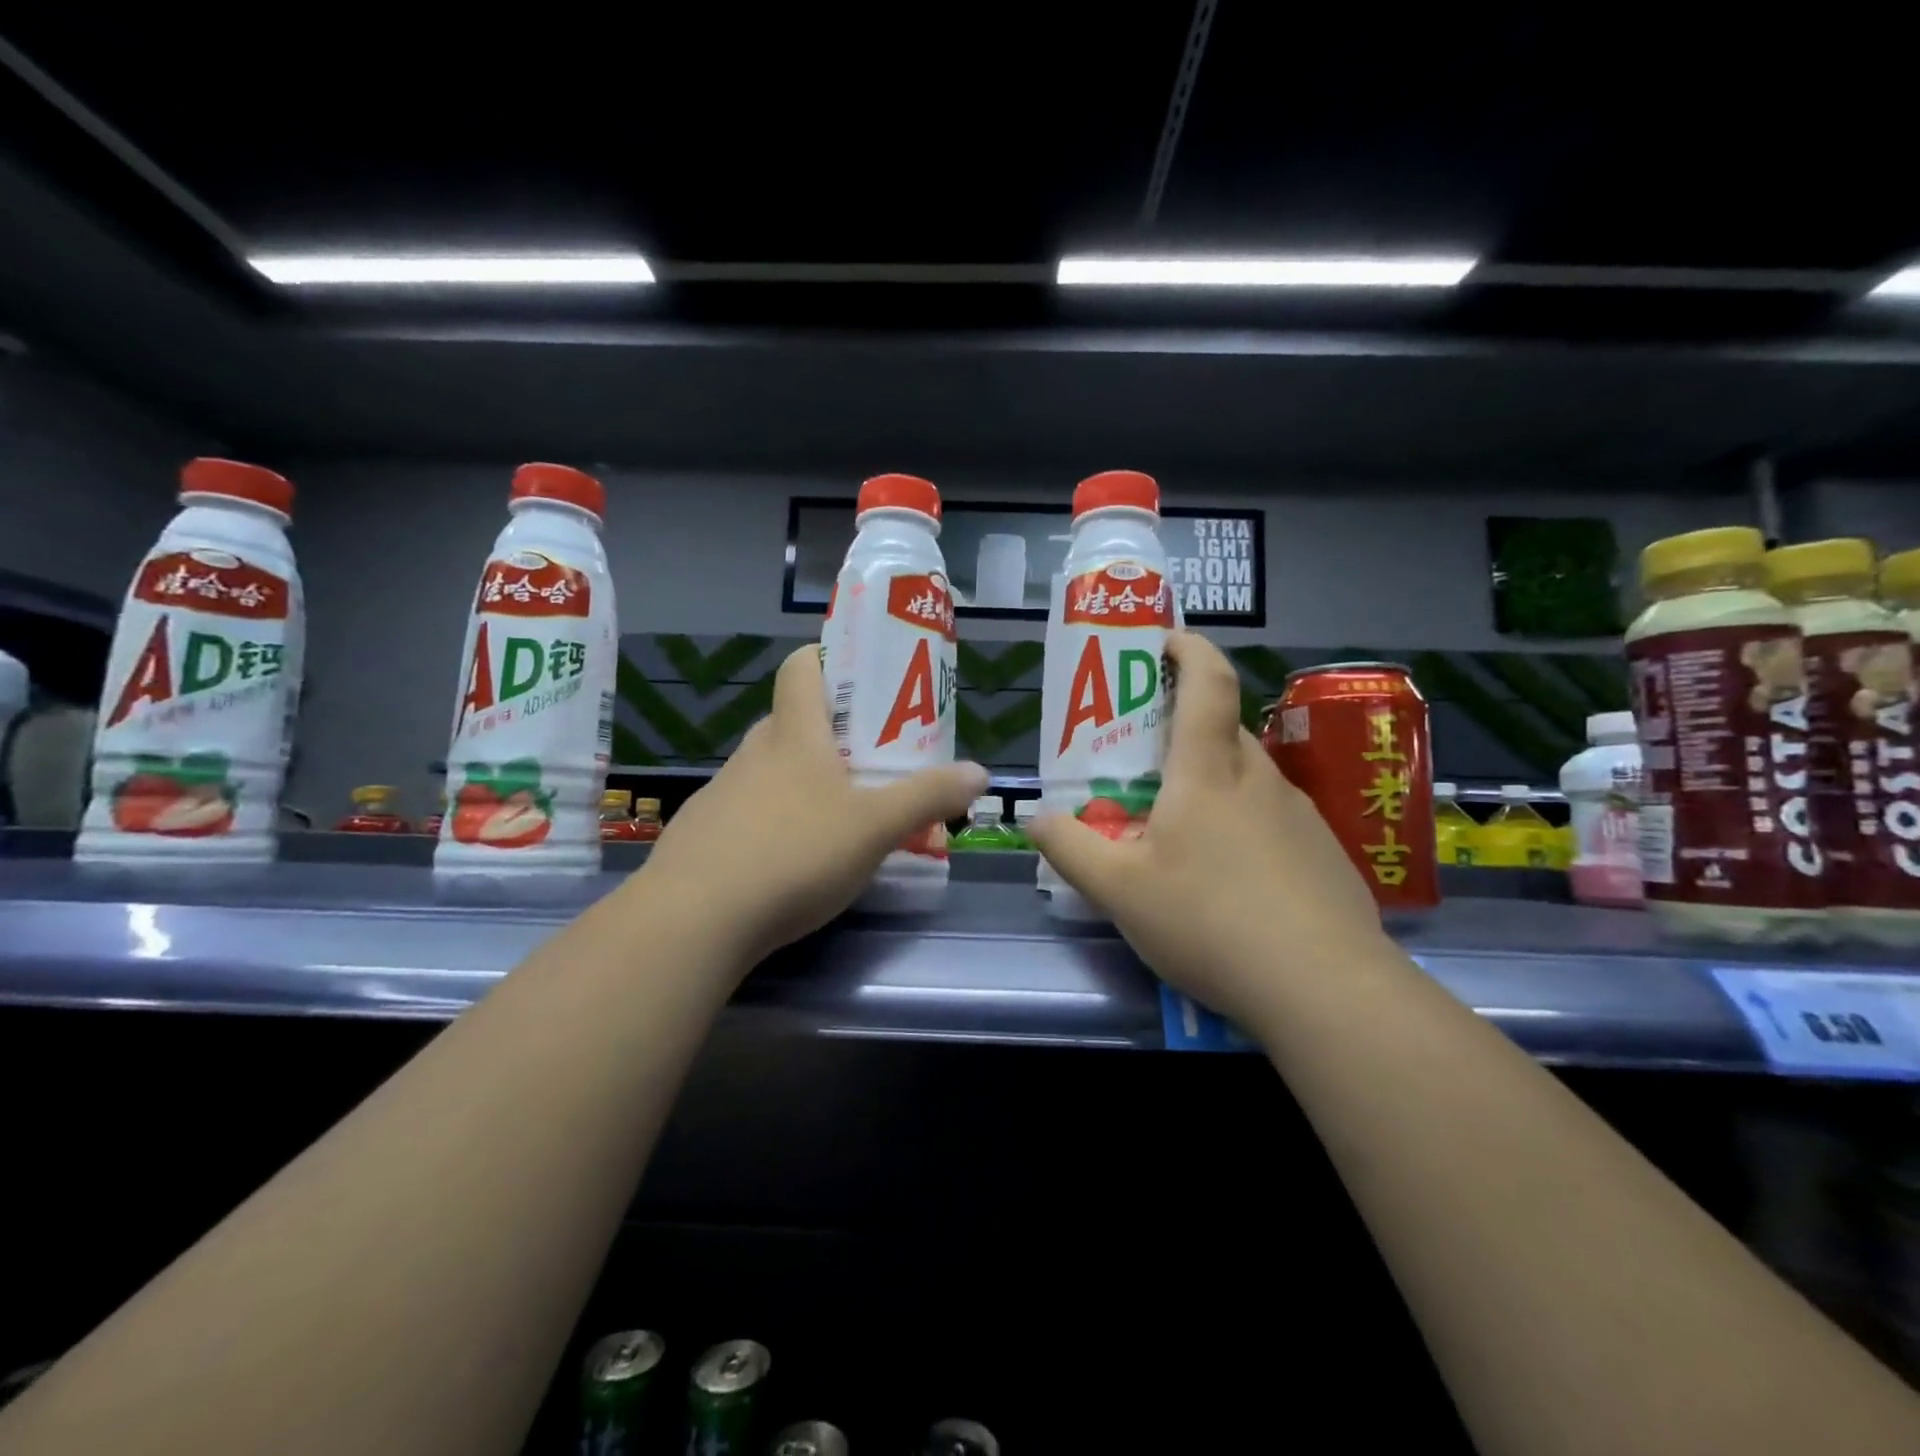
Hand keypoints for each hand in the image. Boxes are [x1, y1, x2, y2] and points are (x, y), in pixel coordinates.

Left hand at [636, 644, 987, 970]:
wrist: (694, 920)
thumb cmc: (794, 854)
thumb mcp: (875, 828)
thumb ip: (928, 798)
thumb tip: (980, 772)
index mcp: (794, 736)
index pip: (801, 668)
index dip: (828, 660)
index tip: (861, 681)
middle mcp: (752, 754)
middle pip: (791, 722)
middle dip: (830, 734)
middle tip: (868, 762)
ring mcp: (720, 794)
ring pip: (768, 771)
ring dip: (801, 782)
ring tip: (837, 819)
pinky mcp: (701, 835)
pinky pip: (746, 812)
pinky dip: (773, 822)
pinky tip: (790, 863)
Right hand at [1027, 631, 1390, 1032]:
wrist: (1326, 989)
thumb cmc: (1210, 921)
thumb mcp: (1119, 891)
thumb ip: (1070, 849)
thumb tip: (1035, 819)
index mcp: (1209, 772)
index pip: (1207, 683)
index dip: (1188, 649)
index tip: (1164, 642)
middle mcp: (1260, 779)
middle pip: (1223, 729)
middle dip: (1184, 726)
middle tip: (1144, 758)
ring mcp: (1301, 816)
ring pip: (1249, 777)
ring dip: (1213, 781)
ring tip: (1179, 826)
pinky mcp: (1325, 855)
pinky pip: (1274, 819)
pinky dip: (1244, 825)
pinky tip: (1230, 880)